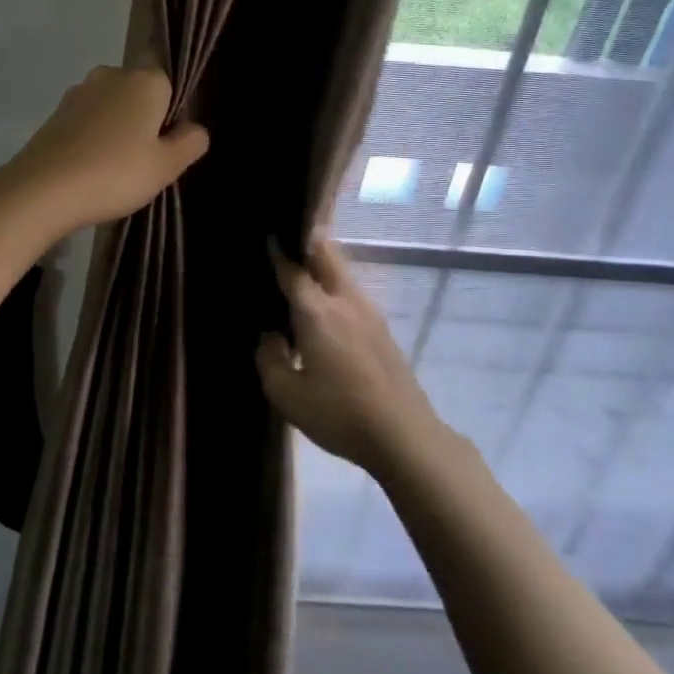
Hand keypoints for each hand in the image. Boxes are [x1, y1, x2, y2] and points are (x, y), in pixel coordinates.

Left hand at [6, 65, 208, 234]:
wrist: (43, 189)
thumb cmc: (115, 173)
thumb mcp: (165, 166)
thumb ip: (188, 143)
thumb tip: (196, 129)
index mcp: (144, 80)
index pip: (167, 70)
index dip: (172, 98)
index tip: (172, 131)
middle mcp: (110, 75)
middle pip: (137, 88)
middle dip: (144, 113)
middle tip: (148, 154)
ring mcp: (78, 92)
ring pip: (110, 103)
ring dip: (117, 125)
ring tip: (117, 165)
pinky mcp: (55, 113)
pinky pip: (86, 119)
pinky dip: (93, 135)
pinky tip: (92, 165)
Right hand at [257, 238, 438, 473]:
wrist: (404, 436)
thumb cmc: (339, 414)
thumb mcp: (287, 395)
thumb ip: (269, 359)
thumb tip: (271, 337)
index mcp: (317, 312)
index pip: (292, 271)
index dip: (278, 254)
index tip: (269, 237)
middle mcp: (344, 302)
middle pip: (327, 255)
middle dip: (308, 243)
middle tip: (289, 243)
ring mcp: (369, 313)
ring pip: (343, 273)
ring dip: (323, 265)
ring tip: (303, 276)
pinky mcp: (383, 330)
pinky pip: (352, 294)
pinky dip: (335, 288)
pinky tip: (325, 313)